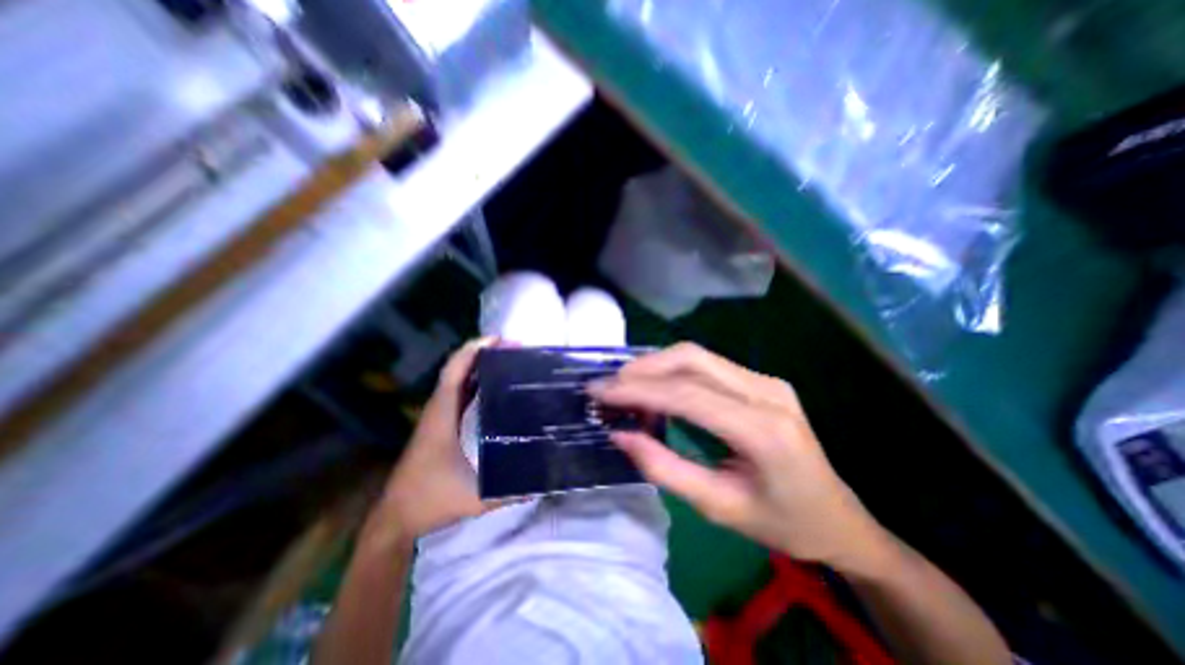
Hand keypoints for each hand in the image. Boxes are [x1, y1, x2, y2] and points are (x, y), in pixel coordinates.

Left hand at [369, 337, 495, 543]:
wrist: (397, 517)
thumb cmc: (431, 501)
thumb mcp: (476, 498)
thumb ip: (511, 490)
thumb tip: (545, 480)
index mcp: (442, 417)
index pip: (455, 373)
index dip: (474, 351)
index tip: (499, 339)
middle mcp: (439, 409)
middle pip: (459, 369)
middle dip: (485, 353)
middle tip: (515, 348)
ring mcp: (439, 416)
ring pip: (459, 379)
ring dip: (481, 365)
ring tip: (510, 359)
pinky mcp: (442, 424)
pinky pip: (460, 393)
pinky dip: (477, 381)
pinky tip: (496, 384)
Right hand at [588, 344, 894, 570]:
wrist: (839, 518)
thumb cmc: (783, 524)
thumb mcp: (719, 508)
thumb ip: (665, 469)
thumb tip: (621, 435)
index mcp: (764, 430)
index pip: (687, 394)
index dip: (637, 389)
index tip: (599, 392)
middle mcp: (767, 391)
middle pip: (692, 359)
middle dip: (643, 368)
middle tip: (609, 387)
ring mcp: (767, 380)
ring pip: (697, 355)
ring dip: (655, 366)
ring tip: (625, 388)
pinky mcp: (761, 381)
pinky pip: (707, 365)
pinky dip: (673, 372)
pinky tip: (657, 389)